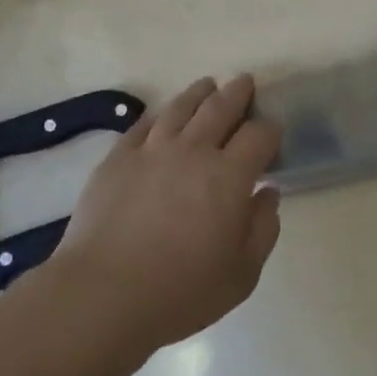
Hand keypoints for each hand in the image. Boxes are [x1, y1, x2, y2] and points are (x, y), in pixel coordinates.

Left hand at [52, 75, 282, 355]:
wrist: (104, 293)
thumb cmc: (181, 291)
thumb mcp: (241, 274)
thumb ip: (262, 229)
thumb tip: (268, 193)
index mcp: (229, 176)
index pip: (258, 136)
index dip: (270, 129)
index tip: (273, 131)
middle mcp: (193, 151)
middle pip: (220, 108)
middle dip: (237, 93)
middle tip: (245, 82)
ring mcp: (152, 149)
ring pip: (182, 107)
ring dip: (200, 93)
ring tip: (208, 85)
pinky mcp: (118, 157)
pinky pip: (143, 124)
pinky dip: (160, 114)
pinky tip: (164, 114)